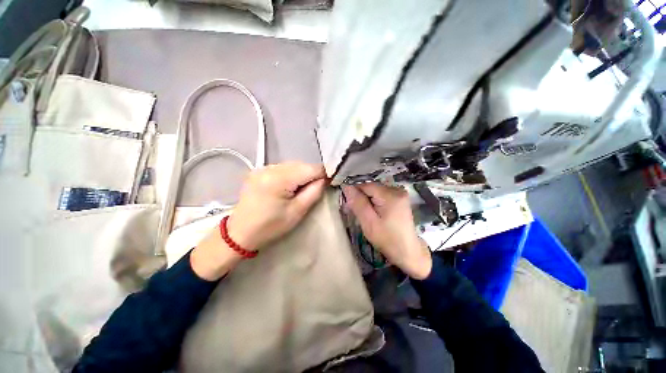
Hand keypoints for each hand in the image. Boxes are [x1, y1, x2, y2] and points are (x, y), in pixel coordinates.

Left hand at [192, 162, 326, 279]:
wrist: (240, 232)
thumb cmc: (270, 226)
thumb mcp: (297, 212)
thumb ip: (314, 192)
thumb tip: (325, 178)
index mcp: (279, 180)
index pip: (310, 168)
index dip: (323, 173)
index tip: (329, 181)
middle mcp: (270, 168)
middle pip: (301, 164)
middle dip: (312, 174)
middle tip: (314, 188)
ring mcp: (263, 168)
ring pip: (292, 165)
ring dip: (301, 174)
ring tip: (300, 189)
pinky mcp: (259, 170)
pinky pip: (282, 168)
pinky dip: (291, 174)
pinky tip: (288, 186)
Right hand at [343, 183, 431, 279]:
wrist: (408, 252)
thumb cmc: (388, 239)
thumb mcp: (369, 223)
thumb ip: (358, 203)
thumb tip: (347, 187)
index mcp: (390, 195)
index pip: (366, 185)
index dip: (354, 193)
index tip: (348, 206)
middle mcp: (397, 190)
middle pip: (371, 188)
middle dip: (360, 198)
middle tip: (353, 212)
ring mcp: (400, 194)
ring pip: (375, 192)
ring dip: (366, 201)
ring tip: (363, 215)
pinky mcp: (400, 199)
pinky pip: (381, 196)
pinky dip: (374, 203)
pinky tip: (372, 213)